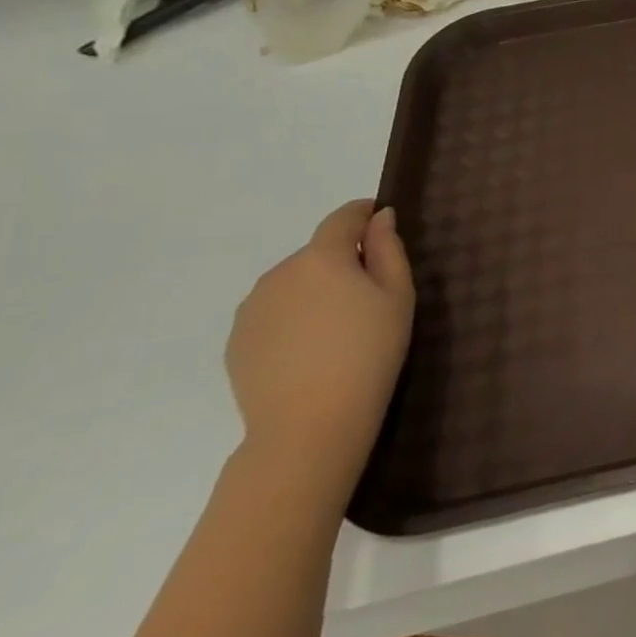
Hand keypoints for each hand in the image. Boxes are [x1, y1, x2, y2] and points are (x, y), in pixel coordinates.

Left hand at [226, 201, 414, 502]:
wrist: (310, 422)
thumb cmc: (369, 352)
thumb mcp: (397, 296)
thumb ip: (388, 249)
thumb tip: (380, 217)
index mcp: (321, 258)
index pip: (342, 219)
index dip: (363, 213)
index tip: (380, 218)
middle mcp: (279, 273)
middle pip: (317, 253)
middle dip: (342, 261)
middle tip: (372, 292)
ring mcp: (251, 309)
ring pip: (293, 283)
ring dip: (316, 289)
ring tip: (340, 326)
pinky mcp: (238, 340)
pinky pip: (274, 313)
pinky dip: (295, 317)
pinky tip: (313, 349)